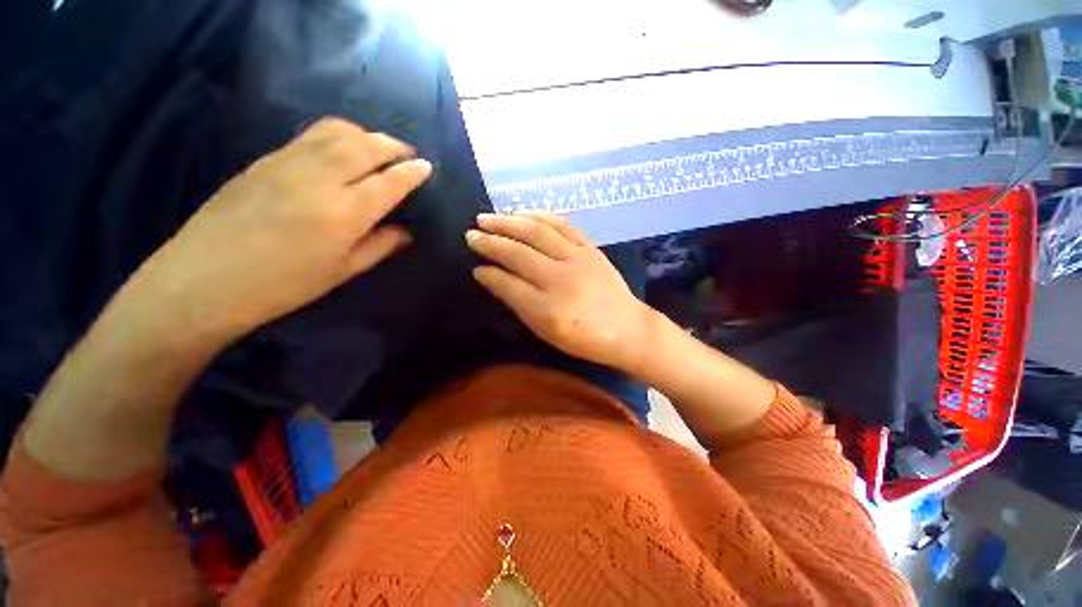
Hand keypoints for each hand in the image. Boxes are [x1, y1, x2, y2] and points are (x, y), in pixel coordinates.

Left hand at [124, 118, 430, 342]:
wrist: (206, 280)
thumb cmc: (284, 286)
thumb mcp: (343, 271)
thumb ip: (380, 246)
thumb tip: (406, 231)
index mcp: (345, 214)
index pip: (389, 182)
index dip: (412, 172)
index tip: (427, 167)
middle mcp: (320, 179)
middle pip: (365, 147)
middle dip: (393, 145)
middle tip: (407, 153)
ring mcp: (289, 163)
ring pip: (337, 131)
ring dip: (365, 134)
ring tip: (378, 146)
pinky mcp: (266, 159)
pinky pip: (311, 135)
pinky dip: (337, 134)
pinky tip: (342, 147)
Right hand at [467, 213, 655, 369]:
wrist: (627, 328)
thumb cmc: (584, 338)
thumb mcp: (545, 331)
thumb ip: (517, 303)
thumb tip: (489, 276)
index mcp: (548, 308)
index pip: (508, 283)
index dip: (488, 273)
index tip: (474, 266)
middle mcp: (560, 278)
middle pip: (518, 252)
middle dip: (491, 241)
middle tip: (470, 234)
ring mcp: (578, 259)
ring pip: (537, 232)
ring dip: (509, 221)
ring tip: (488, 218)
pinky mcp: (590, 248)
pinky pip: (562, 225)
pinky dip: (540, 216)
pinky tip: (524, 213)